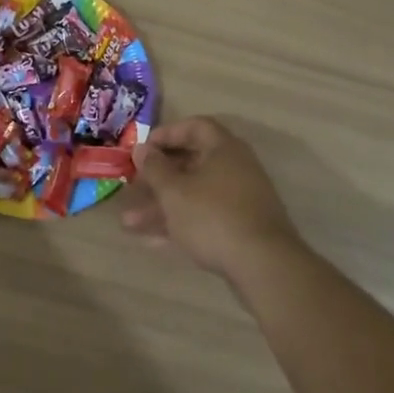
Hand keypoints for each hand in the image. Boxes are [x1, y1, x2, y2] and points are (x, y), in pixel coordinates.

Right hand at [121, 117, 301, 276]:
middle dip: (158, 177)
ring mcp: (239, 200)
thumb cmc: (213, 216)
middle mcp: (235, 168)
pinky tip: (152, 242)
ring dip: (162, 206)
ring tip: (129, 223)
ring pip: (194, 195)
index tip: (143, 148)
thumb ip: (154, 168)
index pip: (195, 127)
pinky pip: (204, 217)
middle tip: (133, 187)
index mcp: (224, 149)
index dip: (167, 134)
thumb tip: (142, 148)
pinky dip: (180, 224)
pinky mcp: (240, 229)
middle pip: (191, 163)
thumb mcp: (174, 191)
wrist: (263, 266)